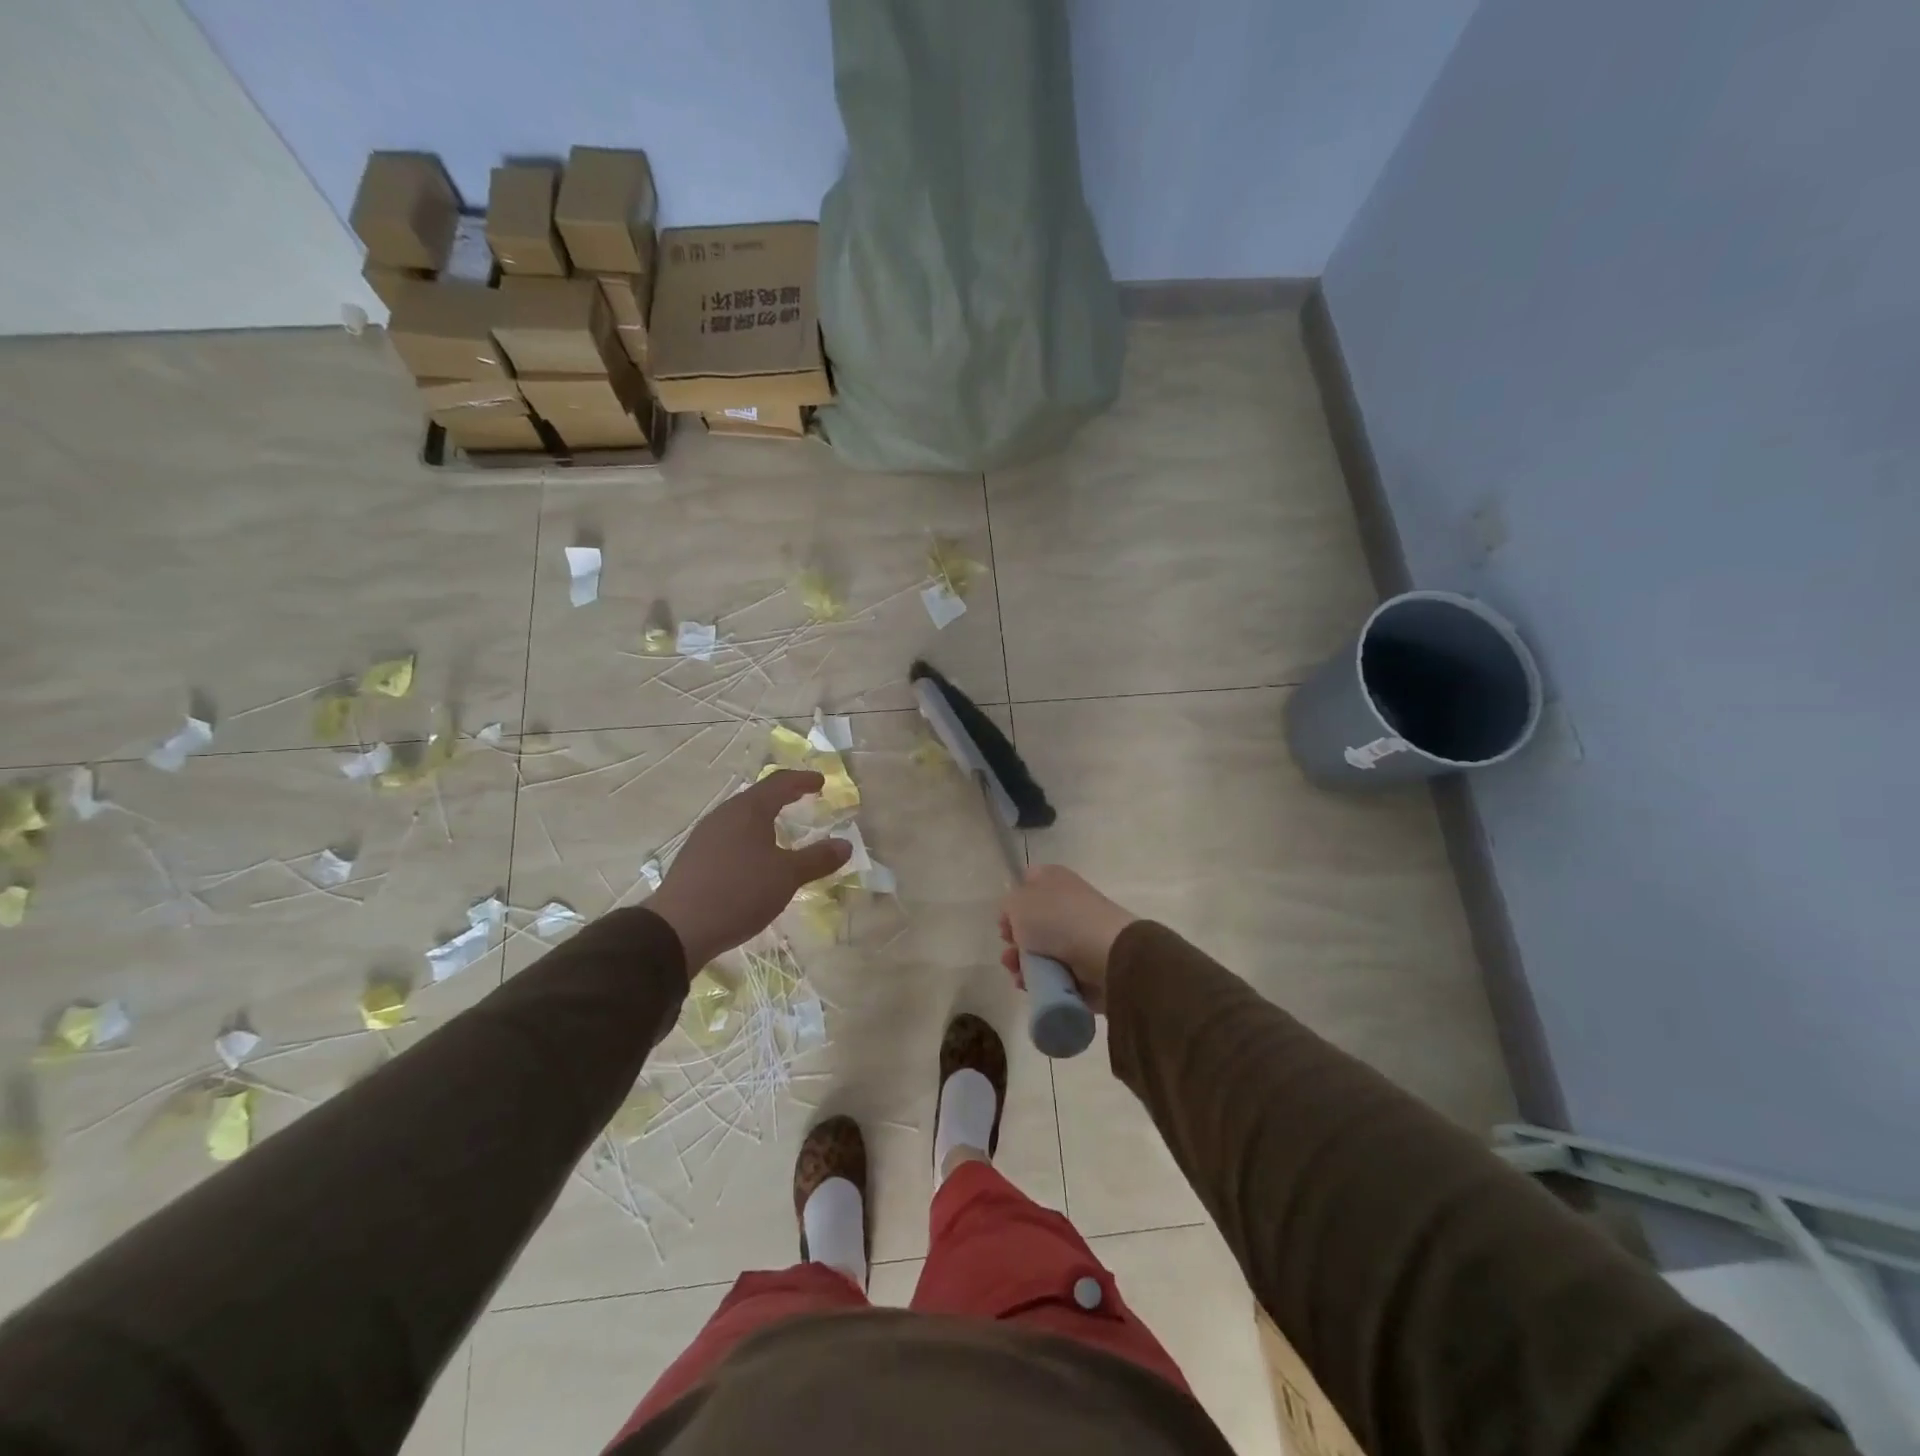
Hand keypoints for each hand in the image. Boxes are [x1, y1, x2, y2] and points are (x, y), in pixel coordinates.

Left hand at [646, 770, 851, 974]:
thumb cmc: (739, 892)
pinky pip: (729, 837)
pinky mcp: (694, 858)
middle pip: (757, 797)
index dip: (802, 780)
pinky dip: (749, 839)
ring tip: (780, 830)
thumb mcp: (787, 877)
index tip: (820, 782)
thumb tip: (845, 844)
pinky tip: (753, 859)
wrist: (678, 928)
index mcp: (748, 810)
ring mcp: (705, 836)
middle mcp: (724, 815)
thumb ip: (817, 859)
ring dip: (763, 819)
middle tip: (803, 800)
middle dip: (782, 797)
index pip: (780, 783)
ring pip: (741, 818)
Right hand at [997, 864, 1138, 1013]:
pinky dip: (1041, 980)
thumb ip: (1007, 906)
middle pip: (1032, 922)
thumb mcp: (1017, 903)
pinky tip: (1030, 986)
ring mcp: (1079, 935)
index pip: (1028, 883)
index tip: (1003, 922)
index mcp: (1054, 879)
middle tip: (1010, 951)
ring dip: (1024, 964)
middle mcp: (1068, 903)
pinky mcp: (1086, 965)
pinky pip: (1055, 973)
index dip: (1012, 902)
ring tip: (1019, 975)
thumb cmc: (1057, 919)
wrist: (1106, 954)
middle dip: (1016, 941)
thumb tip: (1014, 918)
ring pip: (1041, 950)